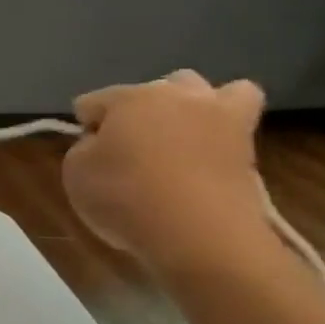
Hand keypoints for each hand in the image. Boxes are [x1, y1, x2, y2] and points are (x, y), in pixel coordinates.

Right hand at [61, 69, 270, 275]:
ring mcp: (218, 118)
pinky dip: (227, 128)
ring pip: (208, 90)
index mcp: (127, 98)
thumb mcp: (75, 173)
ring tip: (178, 140)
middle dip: (139, 111)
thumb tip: (104, 145)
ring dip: (191, 107)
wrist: (200, 235)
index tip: (88, 157)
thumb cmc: (125, 197)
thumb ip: (85, 149)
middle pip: (151, 89)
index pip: (92, 103)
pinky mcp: (249, 147)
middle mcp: (175, 96)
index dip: (85, 129)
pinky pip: (241, 121)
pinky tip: (212, 150)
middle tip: (131, 147)